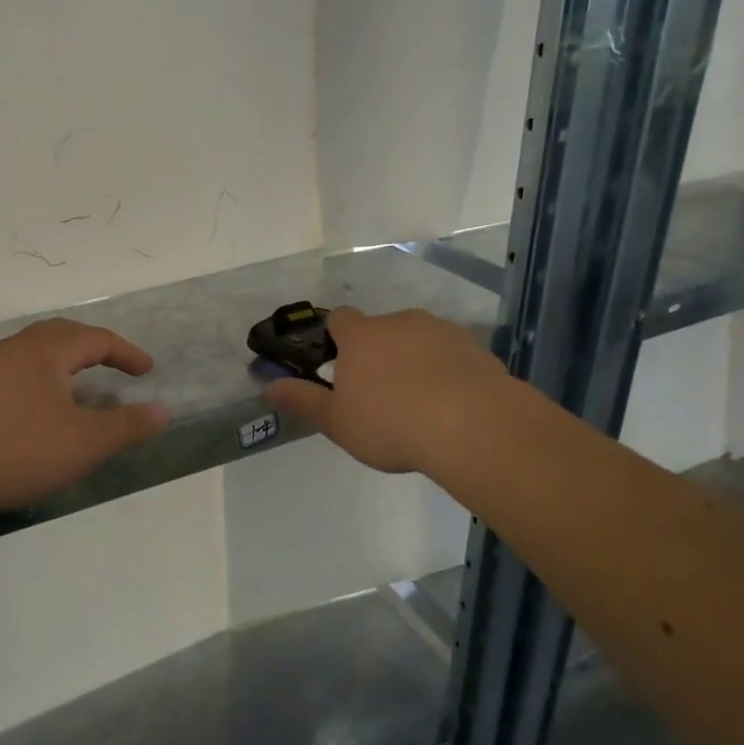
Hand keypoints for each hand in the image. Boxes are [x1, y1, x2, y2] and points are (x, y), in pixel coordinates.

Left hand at [0, 318, 169, 513]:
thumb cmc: (21, 448)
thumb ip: (127, 425)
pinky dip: (41, 377)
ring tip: (81, 382)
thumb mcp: (86, 442)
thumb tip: (163, 410)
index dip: (126, 353)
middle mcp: (17, 347)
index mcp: (48, 349)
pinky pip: (17, 370)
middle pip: (63, 334)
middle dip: (94, 346)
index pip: (97, 339)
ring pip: (36, 351)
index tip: (147, 371)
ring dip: (65, 361)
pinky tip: (40, 405)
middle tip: (116, 363)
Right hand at [266, 307, 501, 475]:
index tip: (339, 366)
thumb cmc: (390, 423)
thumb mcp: (336, 421)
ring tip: (419, 406)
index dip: (336, 338)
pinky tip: (451, 408)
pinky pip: (451, 357)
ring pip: (418, 341)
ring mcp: (441, 331)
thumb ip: (303, 401)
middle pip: (381, 330)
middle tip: (379, 396)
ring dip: (414, 362)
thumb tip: (268, 386)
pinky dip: (446, 373)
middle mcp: (400, 322)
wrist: (472, 425)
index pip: (340, 319)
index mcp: (362, 335)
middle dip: (378, 354)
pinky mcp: (475, 348)